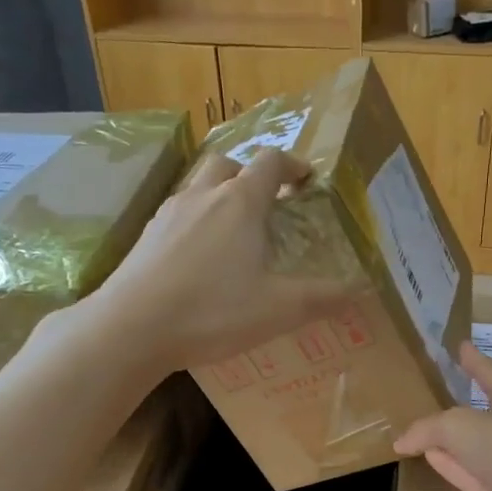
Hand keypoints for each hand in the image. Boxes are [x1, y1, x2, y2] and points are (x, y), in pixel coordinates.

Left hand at [89, 149, 350, 370]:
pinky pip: (177, 215)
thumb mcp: (279, 309)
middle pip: (228, 164)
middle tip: (268, 203)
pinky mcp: (145, 238)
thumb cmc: (213, 311)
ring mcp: (168, 214)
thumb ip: (322, 298)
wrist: (132, 327)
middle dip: (251, 175)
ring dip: (220, 197)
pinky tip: (198, 259)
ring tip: (234, 232)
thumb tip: (358, 290)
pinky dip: (195, 223)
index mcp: (240, 203)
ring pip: (198, 187)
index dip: (292, 165)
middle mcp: (202, 196)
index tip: (306, 180)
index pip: (270, 162)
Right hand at [394, 342, 491, 490]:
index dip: (474, 359)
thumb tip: (402, 441)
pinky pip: (465, 474)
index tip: (461, 345)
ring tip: (417, 429)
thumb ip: (428, 428)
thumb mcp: (460, 426)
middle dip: (455, 402)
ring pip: (468, 446)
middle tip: (427, 391)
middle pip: (477, 411)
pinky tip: (428, 459)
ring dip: (445, 439)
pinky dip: (447, 465)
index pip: (489, 373)